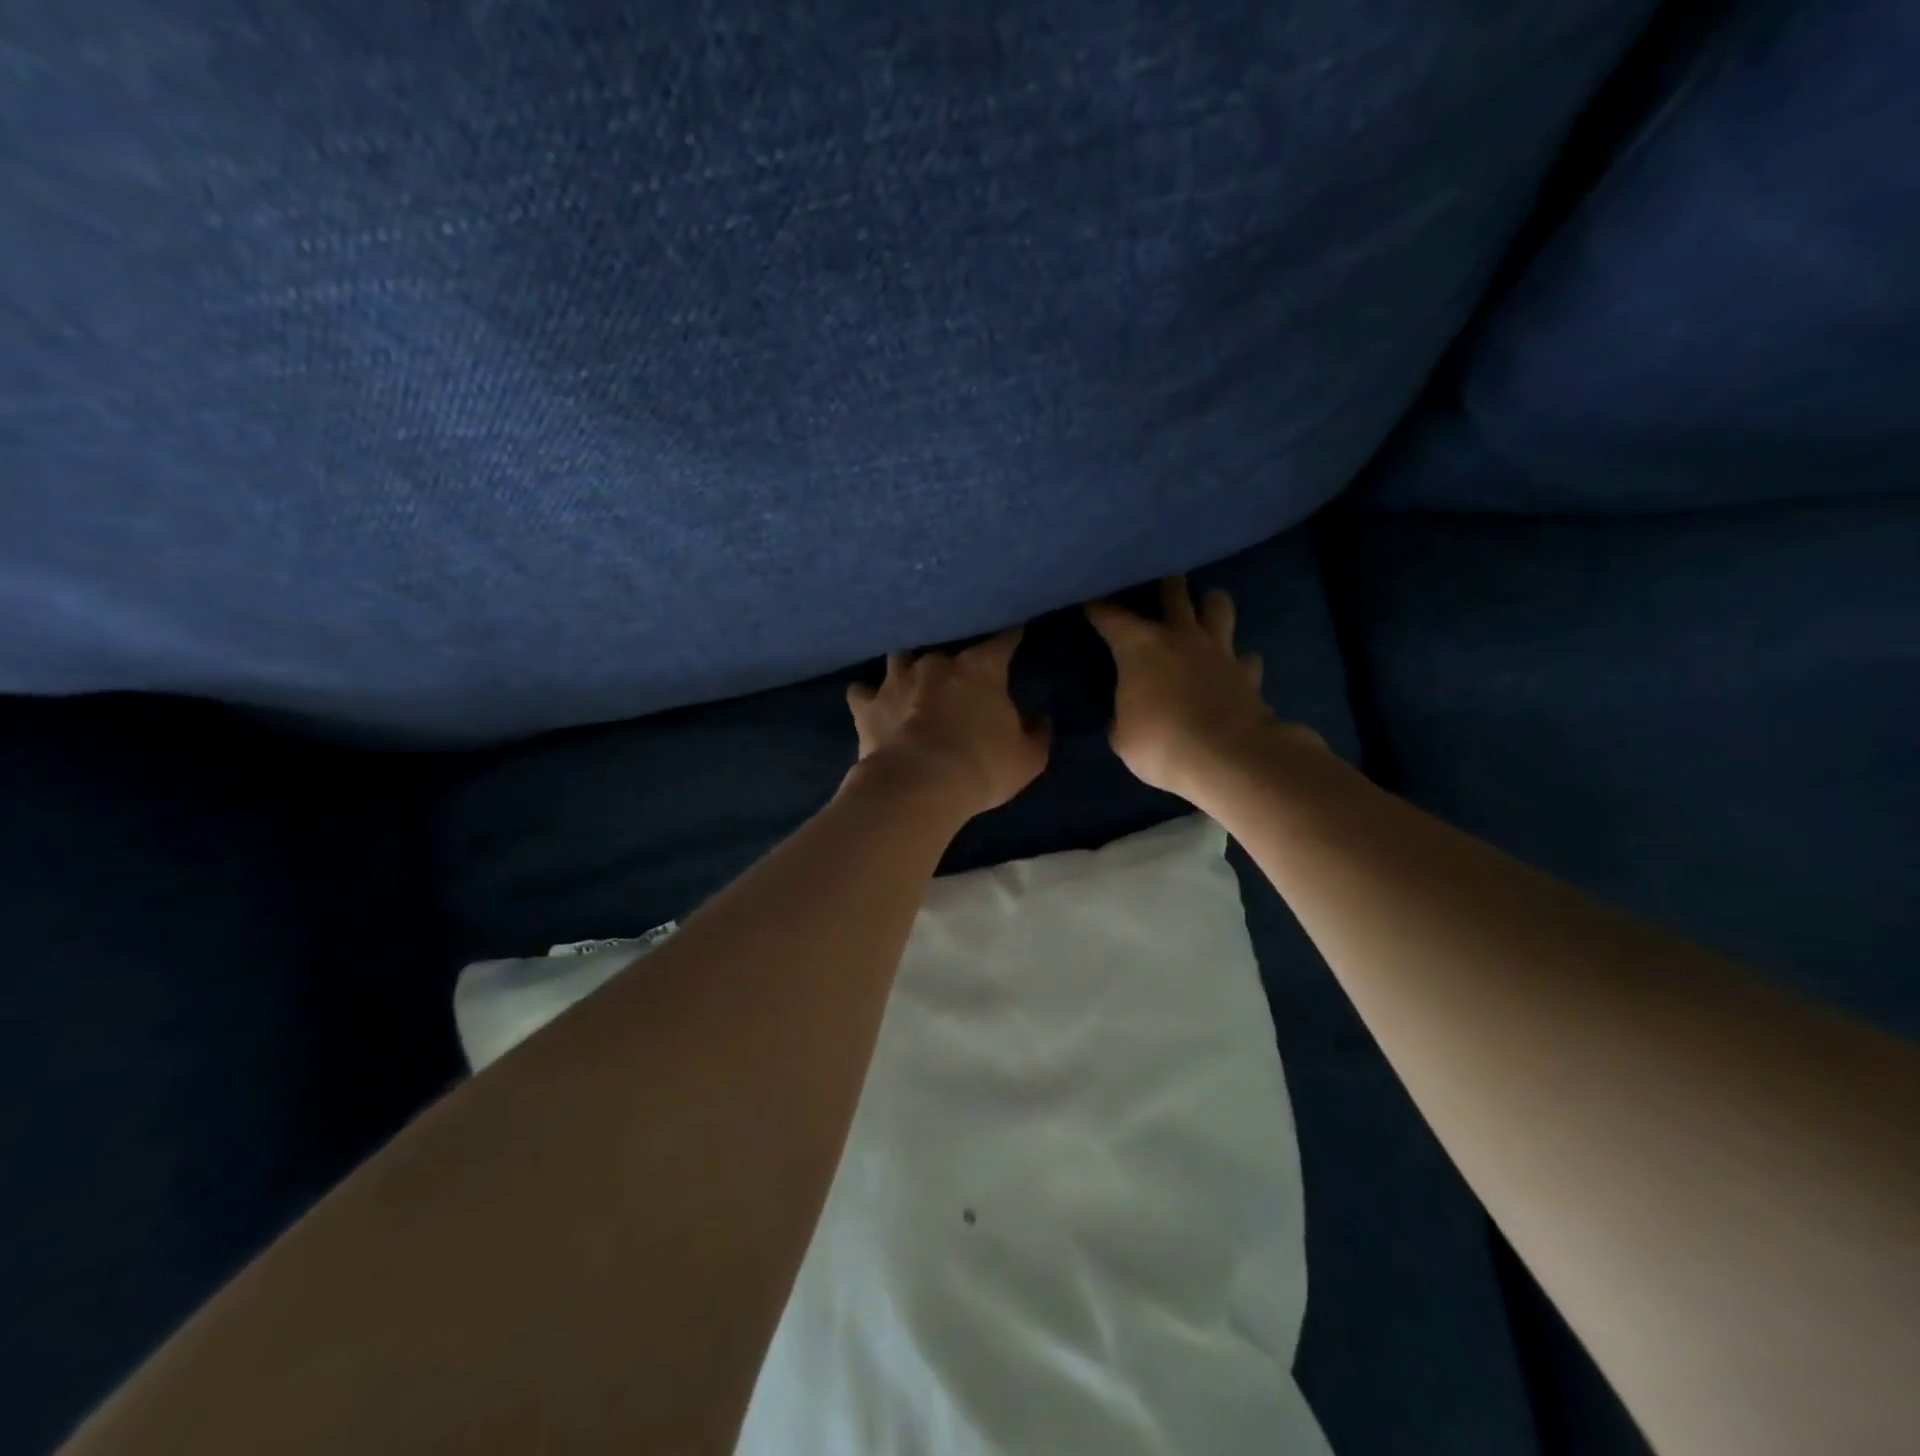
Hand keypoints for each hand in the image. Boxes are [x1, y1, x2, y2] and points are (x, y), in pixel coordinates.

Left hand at [846, 628, 1050, 817]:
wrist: (918, 787)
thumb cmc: (981, 767)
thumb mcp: (1027, 758)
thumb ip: (1037, 733)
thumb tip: (1039, 718)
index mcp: (979, 668)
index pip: (1001, 640)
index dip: (1010, 635)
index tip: (1016, 630)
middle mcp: (936, 663)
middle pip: (946, 644)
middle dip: (954, 653)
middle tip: (959, 667)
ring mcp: (896, 680)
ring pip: (900, 656)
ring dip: (908, 665)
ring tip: (911, 675)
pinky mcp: (868, 706)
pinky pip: (862, 691)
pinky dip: (868, 696)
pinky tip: (871, 701)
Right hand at [1087, 578, 1322, 799]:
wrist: (1228, 760)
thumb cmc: (1161, 744)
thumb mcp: (1123, 737)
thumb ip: (1123, 716)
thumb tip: (1126, 714)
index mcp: (1140, 647)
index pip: (1110, 615)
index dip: (1098, 607)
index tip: (1090, 602)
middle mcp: (1181, 636)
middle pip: (1174, 590)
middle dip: (1164, 585)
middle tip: (1158, 588)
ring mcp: (1219, 650)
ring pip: (1219, 604)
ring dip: (1209, 606)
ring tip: (1202, 616)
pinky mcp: (1248, 672)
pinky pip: (1244, 656)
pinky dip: (1237, 661)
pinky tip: (1231, 670)